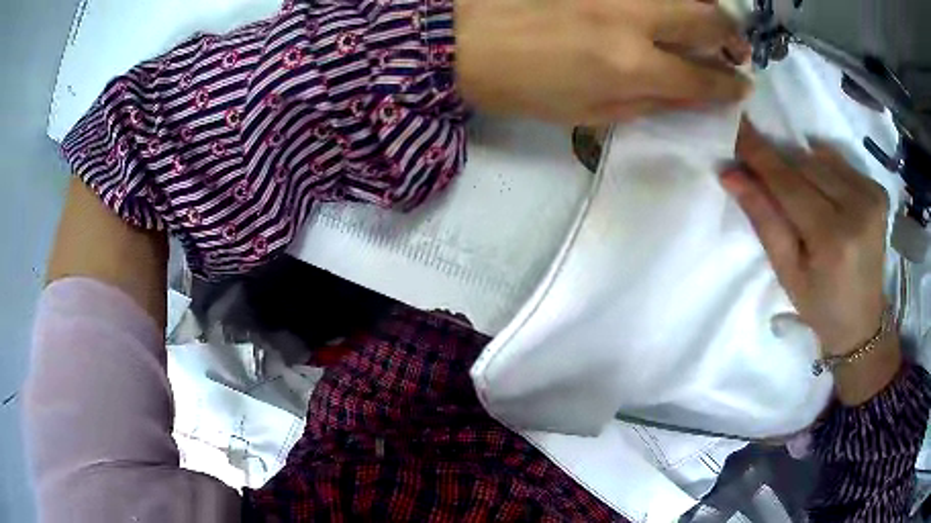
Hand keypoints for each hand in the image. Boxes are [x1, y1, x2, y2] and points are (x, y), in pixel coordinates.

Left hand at [455, 0, 751, 124]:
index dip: (730, 86)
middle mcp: (633, 20)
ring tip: (714, 24)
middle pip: (706, 20)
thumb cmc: (522, 85)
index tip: (744, 86)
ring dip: (710, 9)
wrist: (462, 38)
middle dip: (733, 37)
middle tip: (738, 48)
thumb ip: (646, 104)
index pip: (702, 79)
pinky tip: (673, 9)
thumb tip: (688, 96)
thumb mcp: (587, 113)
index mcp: (631, 67)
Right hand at [722, 119, 890, 357]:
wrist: (862, 322)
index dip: (759, 154)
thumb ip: (764, 220)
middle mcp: (857, 208)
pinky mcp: (878, 191)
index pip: (788, 182)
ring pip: (821, 159)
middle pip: (805, 164)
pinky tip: (818, 186)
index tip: (734, 126)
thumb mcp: (786, 272)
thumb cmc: (820, 305)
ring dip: (799, 164)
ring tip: (791, 185)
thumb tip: (732, 175)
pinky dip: (822, 165)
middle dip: (777, 159)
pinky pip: (839, 162)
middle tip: (754, 158)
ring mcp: (872, 196)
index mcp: (833, 238)